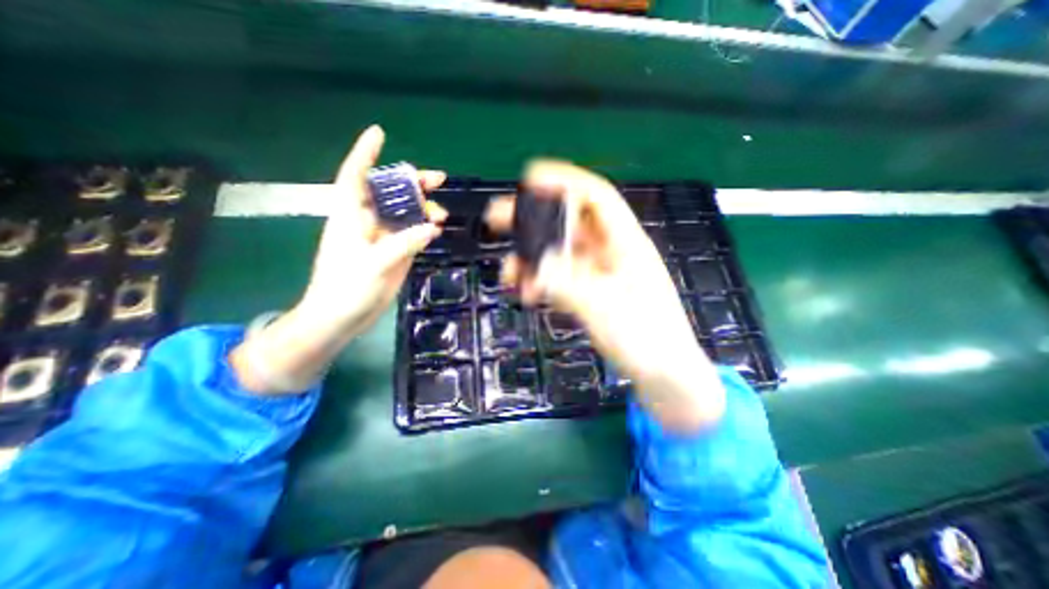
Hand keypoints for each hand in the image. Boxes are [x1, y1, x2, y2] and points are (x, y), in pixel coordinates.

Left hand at [299, 124, 445, 335]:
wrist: (342, 317)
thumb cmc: (346, 288)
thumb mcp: (375, 264)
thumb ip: (404, 243)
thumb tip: (431, 228)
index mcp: (350, 216)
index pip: (356, 176)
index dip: (366, 153)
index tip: (379, 133)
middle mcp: (366, 221)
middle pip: (389, 192)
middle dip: (412, 183)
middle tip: (439, 179)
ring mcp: (381, 237)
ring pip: (404, 212)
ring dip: (423, 209)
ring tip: (441, 214)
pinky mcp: (393, 252)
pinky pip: (411, 232)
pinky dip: (424, 228)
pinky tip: (437, 228)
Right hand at [483, 158, 721, 433]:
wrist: (664, 377)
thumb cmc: (647, 341)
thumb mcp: (606, 311)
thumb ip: (568, 286)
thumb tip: (531, 266)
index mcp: (626, 244)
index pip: (596, 197)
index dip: (564, 181)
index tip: (528, 177)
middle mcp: (611, 252)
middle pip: (569, 223)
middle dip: (533, 218)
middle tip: (497, 218)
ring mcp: (599, 274)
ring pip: (560, 253)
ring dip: (532, 256)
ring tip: (506, 270)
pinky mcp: (591, 294)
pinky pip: (561, 278)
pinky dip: (541, 280)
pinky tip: (524, 291)